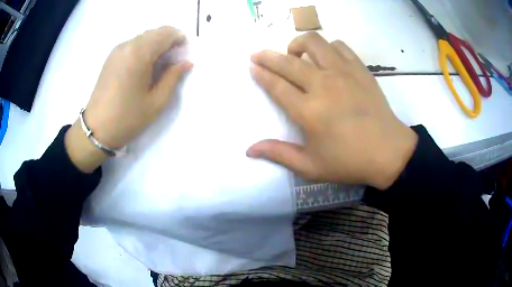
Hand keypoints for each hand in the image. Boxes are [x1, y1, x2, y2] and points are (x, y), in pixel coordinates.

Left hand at [65, 26, 192, 172]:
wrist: (96, 129)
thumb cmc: (128, 118)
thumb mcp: (156, 101)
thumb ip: (173, 77)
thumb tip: (186, 62)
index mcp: (140, 54)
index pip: (167, 33)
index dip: (180, 39)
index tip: (184, 55)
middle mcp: (128, 45)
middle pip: (156, 32)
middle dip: (169, 42)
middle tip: (173, 62)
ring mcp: (118, 50)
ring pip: (144, 37)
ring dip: (156, 45)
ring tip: (159, 66)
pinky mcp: (111, 57)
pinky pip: (133, 44)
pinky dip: (144, 49)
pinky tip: (144, 67)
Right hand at [247, 32, 417, 189]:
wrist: (389, 152)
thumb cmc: (349, 161)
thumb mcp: (311, 166)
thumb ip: (279, 154)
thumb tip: (249, 150)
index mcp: (308, 111)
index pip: (276, 85)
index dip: (261, 73)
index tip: (252, 65)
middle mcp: (323, 85)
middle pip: (288, 62)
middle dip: (268, 56)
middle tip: (258, 54)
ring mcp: (343, 73)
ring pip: (314, 43)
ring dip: (298, 45)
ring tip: (295, 55)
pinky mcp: (360, 69)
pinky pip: (339, 46)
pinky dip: (327, 47)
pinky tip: (326, 59)